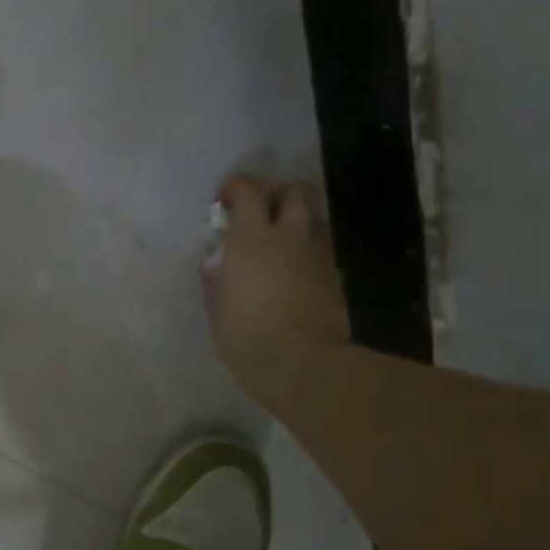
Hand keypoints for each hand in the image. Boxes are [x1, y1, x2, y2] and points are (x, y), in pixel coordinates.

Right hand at [204, 175, 348, 400]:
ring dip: (297, 223)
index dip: (235, 187)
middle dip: (278, 195)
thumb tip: (215, 259)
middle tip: (261, 217)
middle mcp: (290, 236)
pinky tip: (294, 276)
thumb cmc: (246, 336)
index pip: (248, 189)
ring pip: (314, 218)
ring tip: (279, 248)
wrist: (301, 362)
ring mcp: (318, 254)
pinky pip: (321, 249)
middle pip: (296, 190)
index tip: (223, 202)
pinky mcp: (335, 276)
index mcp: (252, 239)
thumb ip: (215, 276)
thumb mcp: (216, 307)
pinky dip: (307, 253)